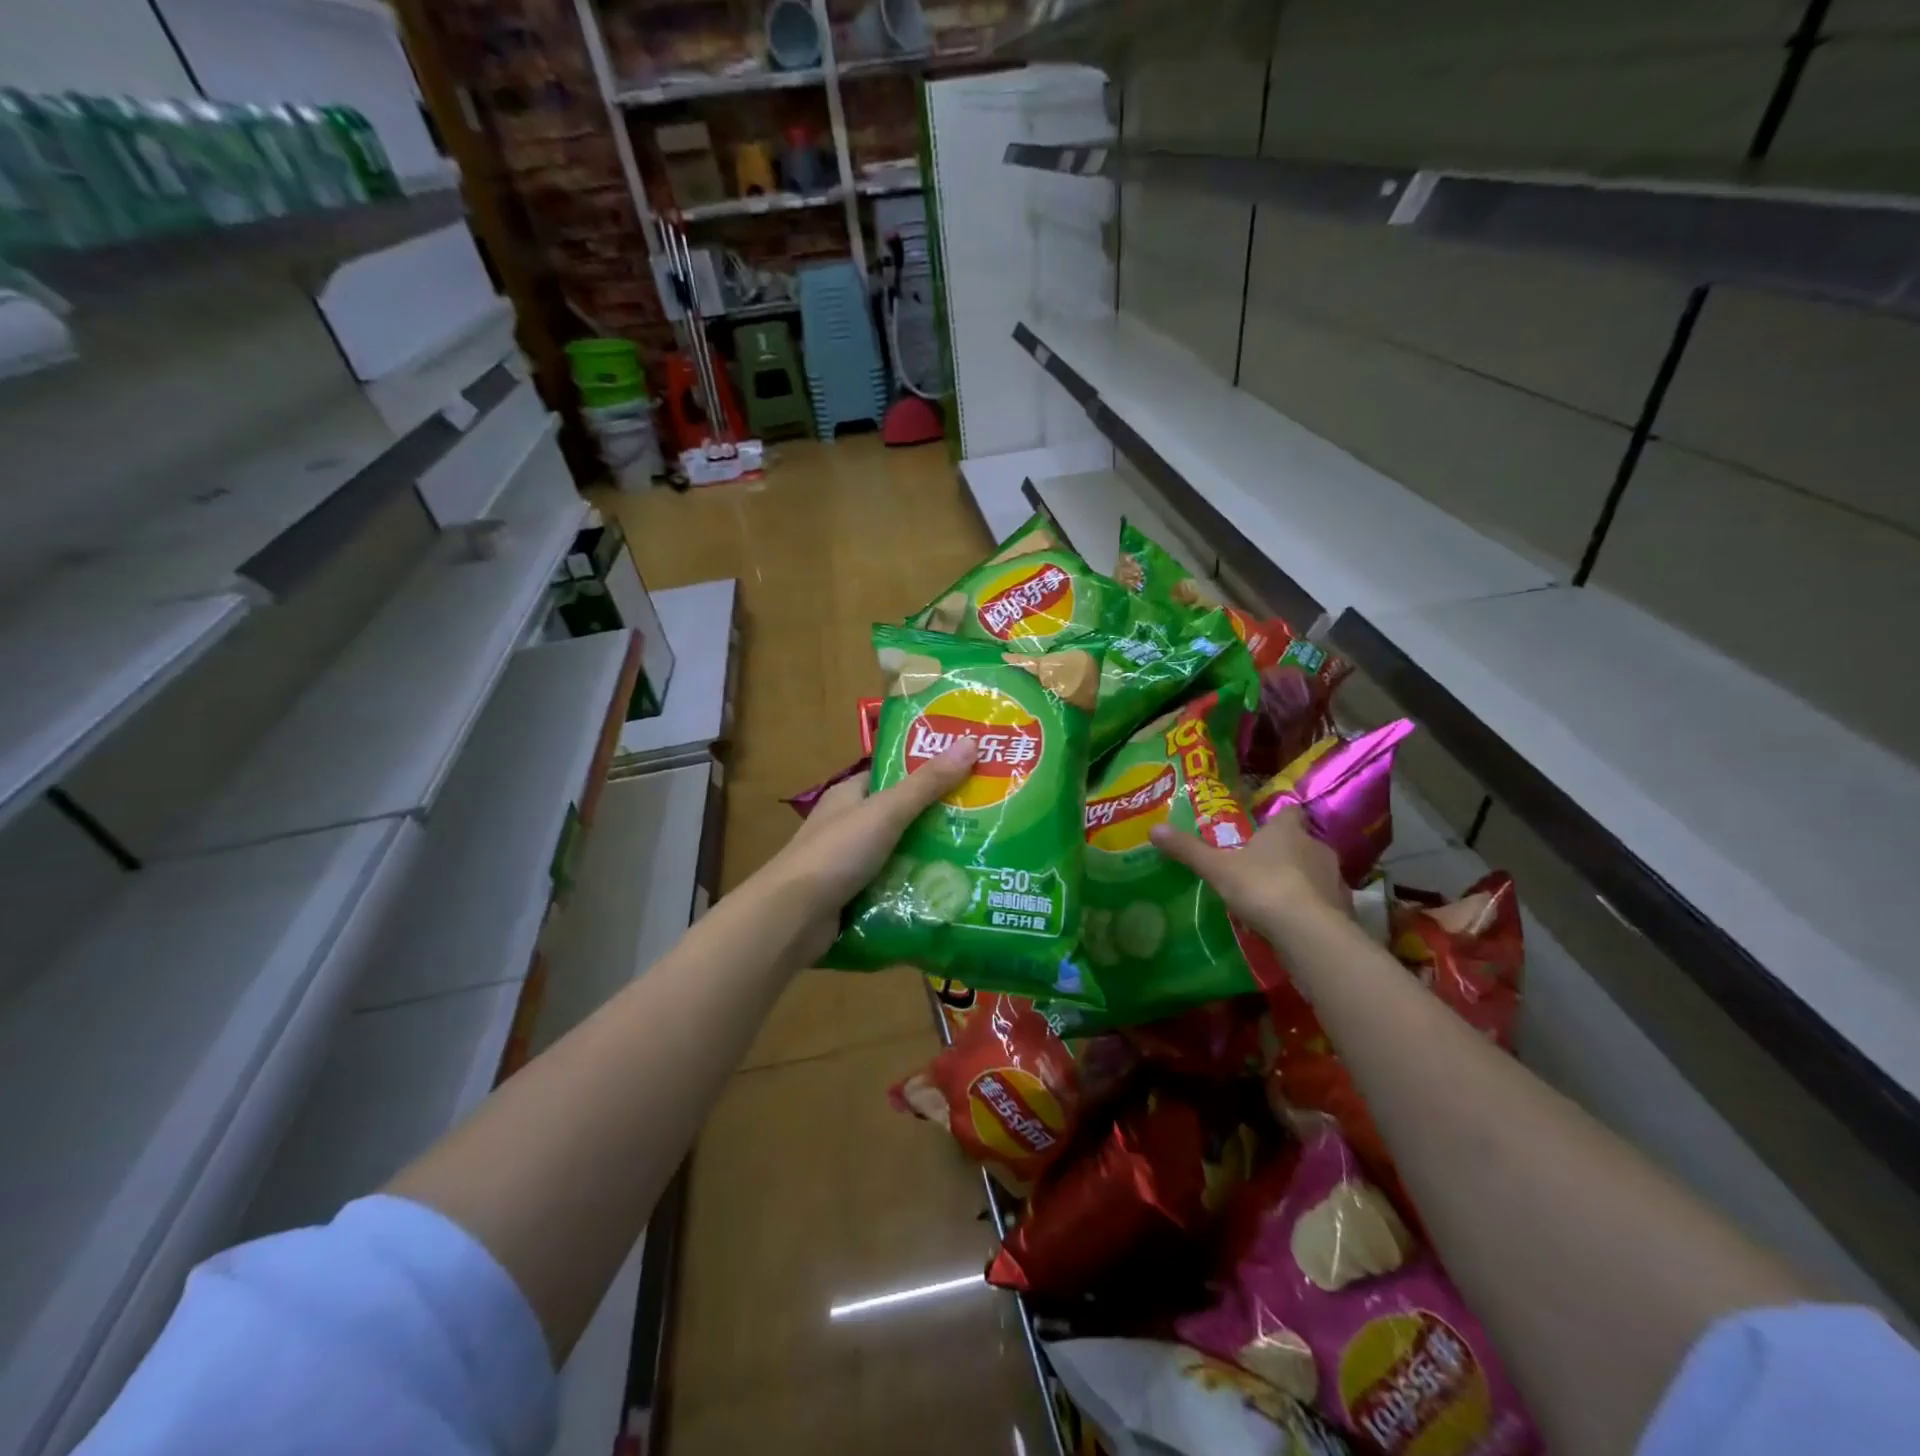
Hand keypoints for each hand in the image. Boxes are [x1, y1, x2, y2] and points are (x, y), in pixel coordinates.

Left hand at [759, 738, 979, 961]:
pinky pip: (893, 887)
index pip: (893, 775)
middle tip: (985, 820)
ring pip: (900, 855)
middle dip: (938, 820)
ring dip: (930, 858)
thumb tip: (970, 742)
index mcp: (850, 795)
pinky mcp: (854, 897)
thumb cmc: (836, 853)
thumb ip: (927, 783)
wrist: (792, 917)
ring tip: (980, 857)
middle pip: (902, 817)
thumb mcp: (886, 812)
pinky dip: (915, 889)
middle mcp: (849, 825)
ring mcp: (850, 863)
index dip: (928, 771)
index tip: (969, 773)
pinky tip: (950, 893)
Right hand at [1150, 807, 1348, 932]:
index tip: (1264, 828)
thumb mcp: (1217, 868)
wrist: (1309, 932)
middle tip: (1261, 866)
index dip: (1278, 818)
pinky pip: (1325, 902)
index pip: (1289, 812)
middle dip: (1286, 852)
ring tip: (1276, 897)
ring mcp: (1334, 878)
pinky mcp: (1344, 909)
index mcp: (1287, 831)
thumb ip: (1188, 850)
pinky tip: (1294, 922)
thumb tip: (1154, 828)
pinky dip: (1312, 908)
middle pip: (1302, 842)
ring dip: (1301, 880)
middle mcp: (1316, 847)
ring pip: (1316, 872)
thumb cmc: (1262, 887)